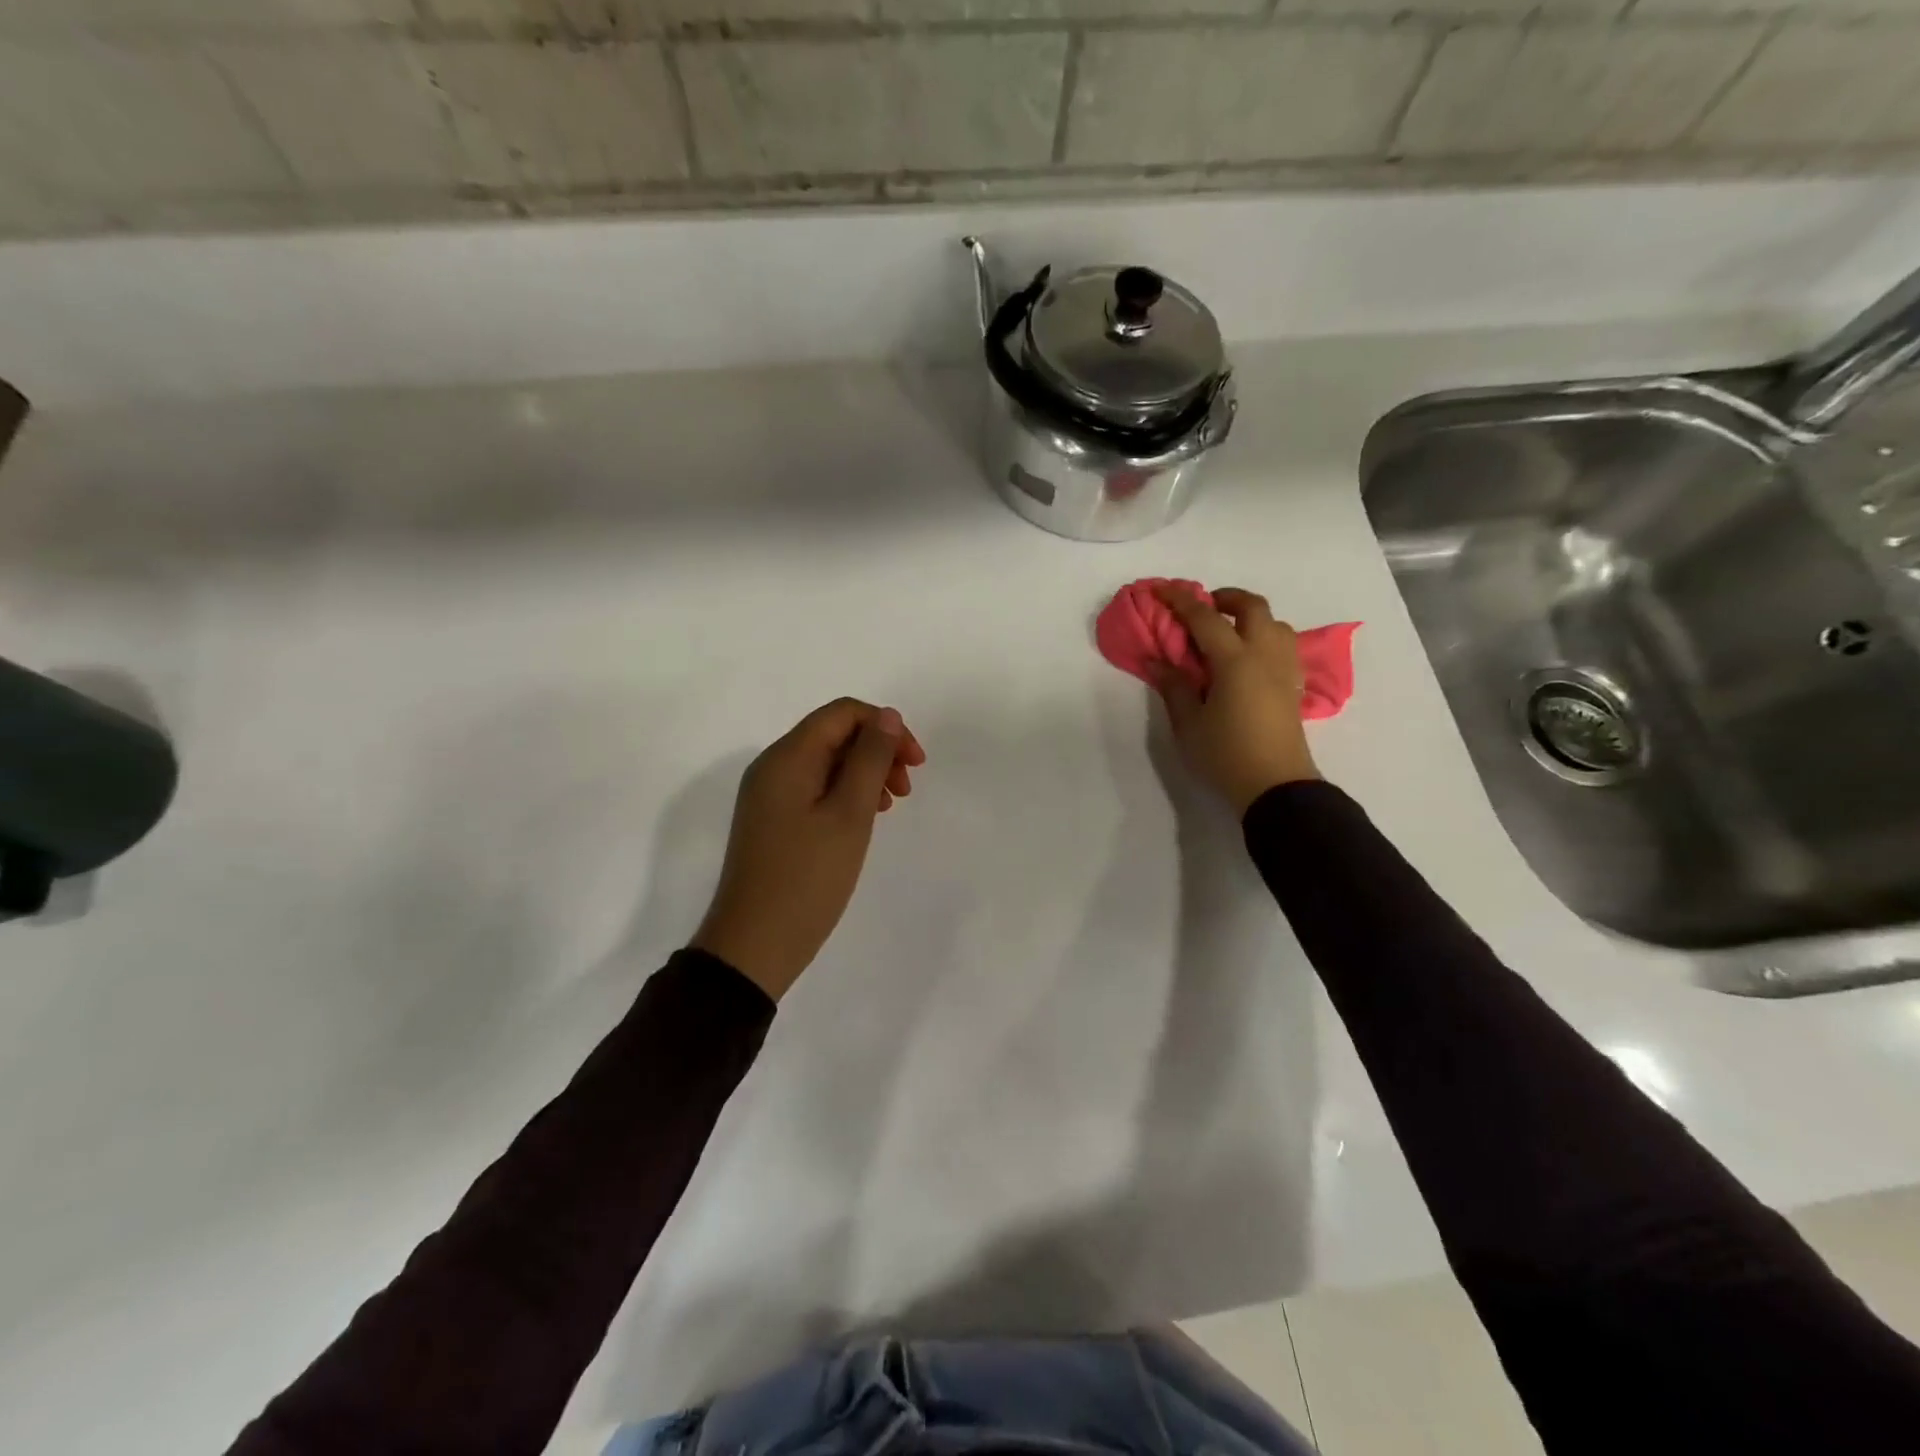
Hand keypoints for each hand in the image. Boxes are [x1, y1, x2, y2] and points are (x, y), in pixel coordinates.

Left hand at [693, 698, 925, 1001]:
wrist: (754, 944)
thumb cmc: (808, 878)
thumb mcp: (849, 814)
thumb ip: (870, 759)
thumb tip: (886, 715)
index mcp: (787, 757)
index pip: (842, 713)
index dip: (885, 727)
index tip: (916, 762)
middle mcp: (772, 767)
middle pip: (833, 735)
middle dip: (877, 750)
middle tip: (907, 788)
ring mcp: (768, 795)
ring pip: (826, 763)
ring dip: (865, 773)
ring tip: (891, 806)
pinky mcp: (771, 821)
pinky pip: (814, 789)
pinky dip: (845, 794)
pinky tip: (864, 820)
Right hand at [1150, 584, 1320, 816]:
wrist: (1275, 787)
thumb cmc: (1226, 755)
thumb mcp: (1188, 724)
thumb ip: (1174, 687)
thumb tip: (1157, 660)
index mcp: (1235, 661)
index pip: (1205, 618)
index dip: (1180, 600)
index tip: (1160, 589)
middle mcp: (1264, 655)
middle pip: (1252, 607)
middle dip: (1225, 598)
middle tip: (1202, 608)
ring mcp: (1284, 669)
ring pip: (1275, 623)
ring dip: (1250, 617)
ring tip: (1226, 633)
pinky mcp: (1293, 686)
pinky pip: (1282, 645)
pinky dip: (1263, 637)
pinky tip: (1246, 658)